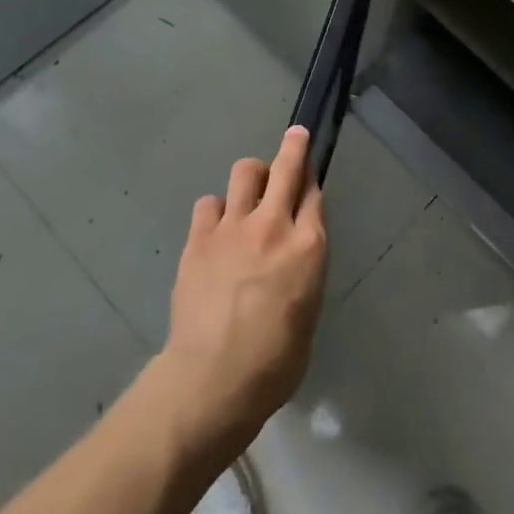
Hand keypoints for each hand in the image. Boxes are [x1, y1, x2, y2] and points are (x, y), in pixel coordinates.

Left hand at [158, 126, 327, 454]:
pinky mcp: (200, 237)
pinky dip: (217, 210)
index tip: (309, 175)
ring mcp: (233, 227)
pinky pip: (210, 203)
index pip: (314, 194)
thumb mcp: (308, 312)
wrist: (212, 378)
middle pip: (286, 167)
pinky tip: (216, 228)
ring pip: (245, 171)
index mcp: (308, 246)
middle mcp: (274, 225)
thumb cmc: (274, 362)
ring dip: (252, 176)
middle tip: (296, 136)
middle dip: (294, 146)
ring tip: (249, 191)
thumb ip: (303, 270)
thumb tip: (293, 256)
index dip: (312, 180)